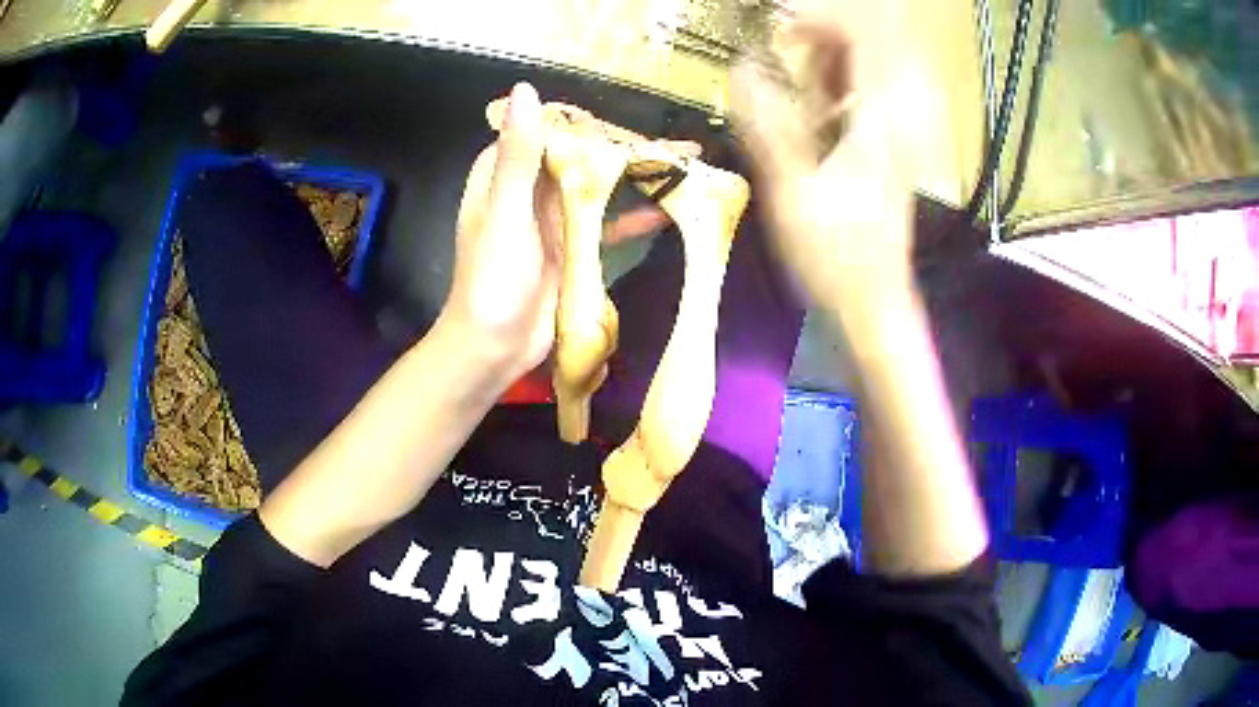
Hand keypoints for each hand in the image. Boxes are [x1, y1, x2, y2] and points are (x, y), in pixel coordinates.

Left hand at [441, 82, 686, 384]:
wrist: (493, 348)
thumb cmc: (492, 281)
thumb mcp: (505, 214)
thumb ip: (518, 156)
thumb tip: (526, 91)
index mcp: (504, 173)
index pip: (551, 131)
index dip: (591, 123)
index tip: (632, 121)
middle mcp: (528, 189)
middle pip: (582, 157)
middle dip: (626, 150)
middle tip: (678, 146)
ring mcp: (552, 218)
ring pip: (598, 187)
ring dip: (636, 180)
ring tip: (685, 170)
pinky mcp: (570, 247)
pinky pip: (605, 224)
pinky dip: (633, 218)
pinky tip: (668, 213)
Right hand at [732, 6, 914, 323]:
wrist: (874, 302)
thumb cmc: (836, 255)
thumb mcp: (793, 190)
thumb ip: (768, 125)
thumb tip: (741, 67)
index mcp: (878, 121)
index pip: (863, 39)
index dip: (821, 20)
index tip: (779, 24)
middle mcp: (894, 119)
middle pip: (869, 50)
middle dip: (822, 41)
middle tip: (786, 56)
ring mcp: (894, 135)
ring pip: (867, 73)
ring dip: (827, 66)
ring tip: (794, 85)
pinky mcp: (886, 150)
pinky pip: (865, 99)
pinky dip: (836, 91)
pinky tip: (814, 111)